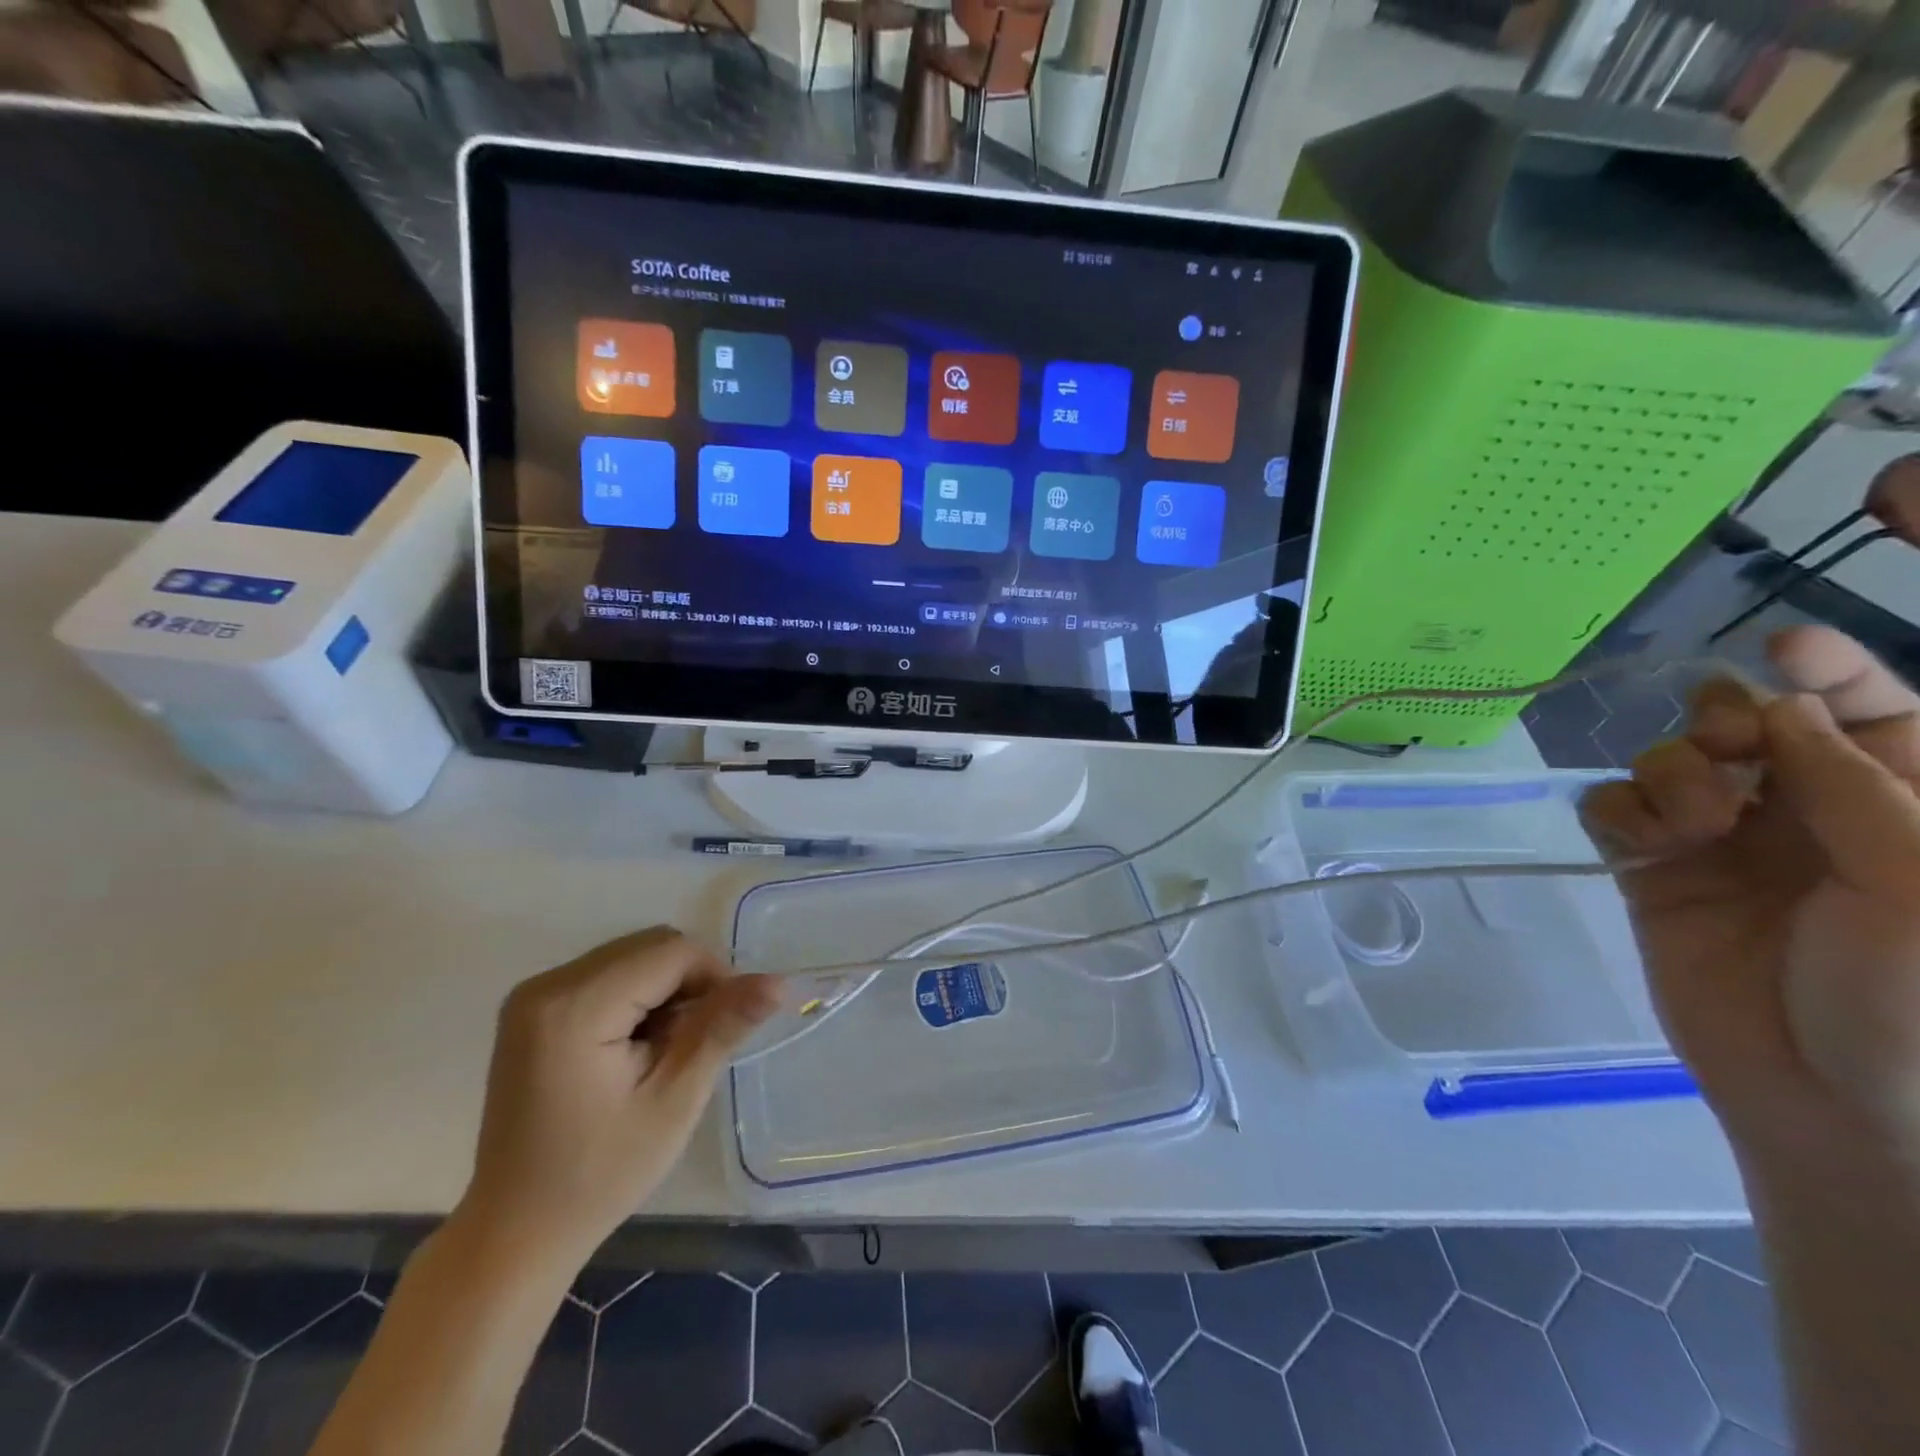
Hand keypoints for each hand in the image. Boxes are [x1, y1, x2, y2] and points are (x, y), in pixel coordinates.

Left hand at [456, 927, 781, 1272]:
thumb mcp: (675, 1099)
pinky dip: (638, 996)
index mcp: (574, 1007)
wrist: (516, 1231)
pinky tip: (636, 1047)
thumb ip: (722, 1027)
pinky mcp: (532, 1008)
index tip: (726, 1028)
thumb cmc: (600, 1173)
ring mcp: (534, 995)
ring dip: (665, 990)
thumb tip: (779, 982)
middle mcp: (547, 985)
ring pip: (633, 956)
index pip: (671, 952)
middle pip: (650, 947)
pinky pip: (608, 974)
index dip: (714, 977)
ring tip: (665, 1050)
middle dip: (688, 983)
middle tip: (695, 1044)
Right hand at [1584, 628, 1919, 1207]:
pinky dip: (1622, 812)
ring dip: (1673, 773)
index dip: (1831, 670)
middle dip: (1727, 719)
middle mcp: (1804, 813)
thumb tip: (1777, 706)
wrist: (1829, 1106)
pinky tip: (1647, 843)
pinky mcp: (1649, 870)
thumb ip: (1855, 786)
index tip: (1785, 643)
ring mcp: (1719, 842)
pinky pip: (1613, 809)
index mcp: (1897, 808)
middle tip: (1726, 747)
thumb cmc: (1914, 1001)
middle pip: (1746, 723)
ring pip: (1669, 760)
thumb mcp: (1919, 887)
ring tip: (1695, 826)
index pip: (1867, 712)